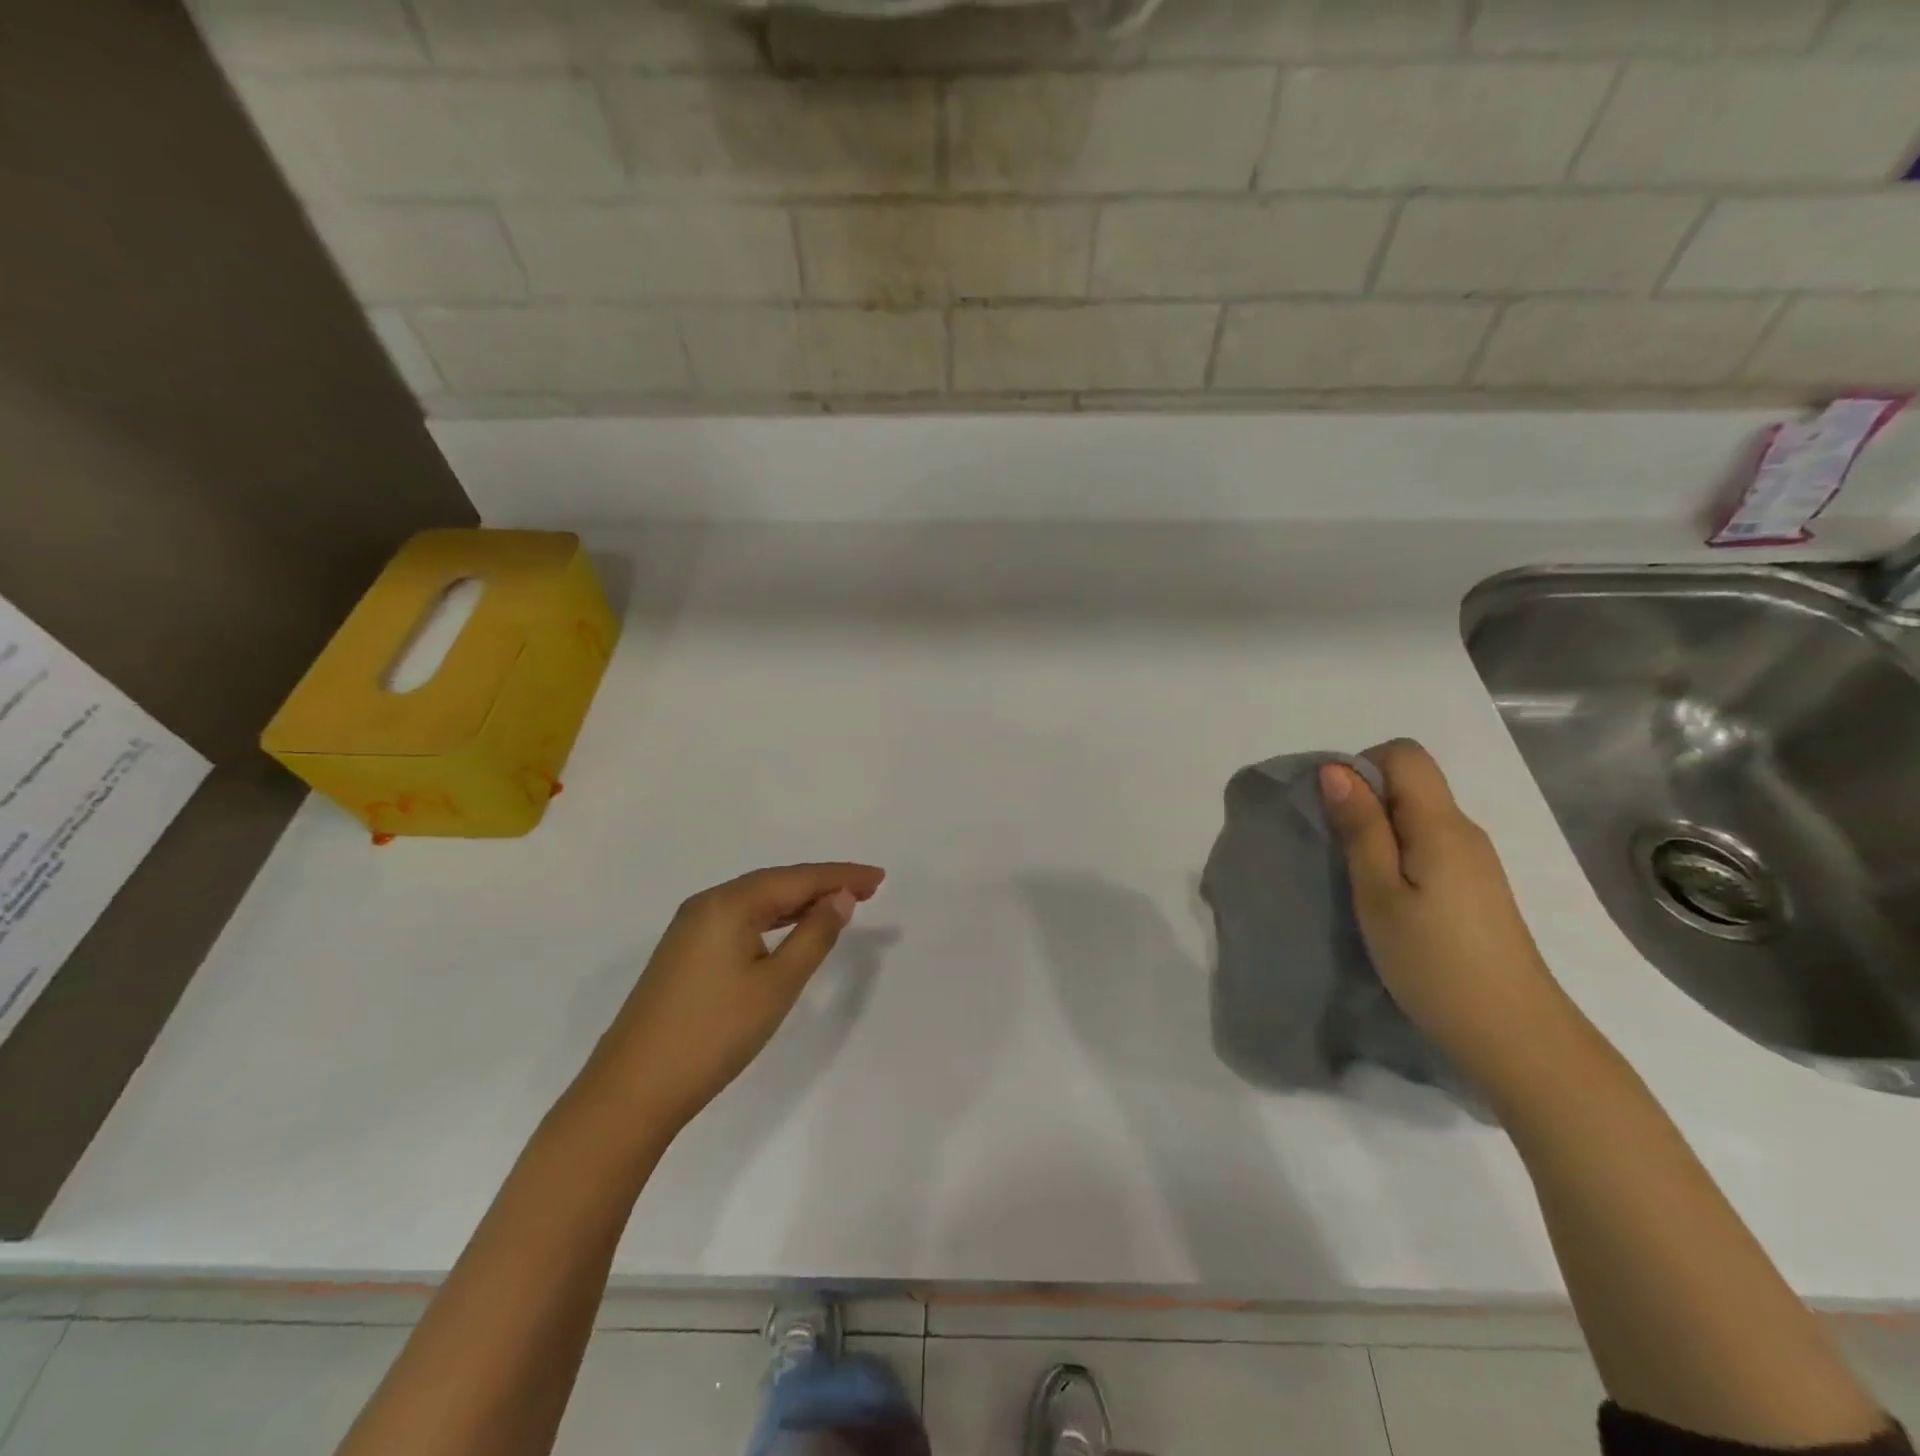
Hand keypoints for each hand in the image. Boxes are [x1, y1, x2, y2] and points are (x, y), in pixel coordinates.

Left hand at [579, 862, 885, 1135]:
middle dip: (822, 883)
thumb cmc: (714, 1033)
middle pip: (776, 882)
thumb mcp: (777, 985)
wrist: (633, 1089)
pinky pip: (740, 918)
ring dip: (798, 900)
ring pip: (756, 900)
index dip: (841, 876)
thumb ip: (814, 936)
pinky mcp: (684, 951)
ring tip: (838, 903)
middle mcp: (707, 904)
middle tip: (867, 887)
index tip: (879, 876)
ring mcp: (690, 927)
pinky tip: (789, 927)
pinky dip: (773, 918)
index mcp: (729, 903)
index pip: (797, 878)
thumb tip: (840, 898)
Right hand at [1321, 741, 1574, 1096]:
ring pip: (1418, 816)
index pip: (1404, 754)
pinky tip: (1389, 899)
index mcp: (1442, 825)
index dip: (1361, 767)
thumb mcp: (1379, 894)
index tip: (1335, 812)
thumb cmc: (1434, 962)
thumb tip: (1336, 770)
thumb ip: (1360, 829)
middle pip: (1411, 783)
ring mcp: (1476, 861)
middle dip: (1365, 800)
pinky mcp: (1476, 888)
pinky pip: (1429, 845)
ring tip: (1357, 880)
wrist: (1515, 1036)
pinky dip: (1398, 854)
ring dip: (1379, 831)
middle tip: (1337, 852)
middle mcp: (1465, 831)